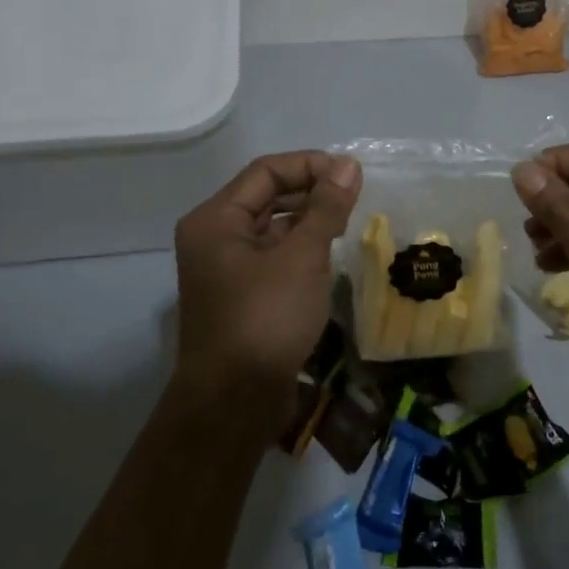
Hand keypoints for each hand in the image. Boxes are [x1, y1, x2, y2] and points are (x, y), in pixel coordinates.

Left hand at [173, 151, 359, 417]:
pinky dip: (301, 250)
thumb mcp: (302, 257)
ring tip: (347, 224)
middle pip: (266, 197)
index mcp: (215, 219)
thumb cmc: (266, 319)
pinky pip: (273, 257)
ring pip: (272, 228)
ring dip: (308, 221)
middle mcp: (214, 237)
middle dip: (311, 192)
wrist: (235, 402)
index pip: (266, 172)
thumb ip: (326, 207)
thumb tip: (348, 165)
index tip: (352, 175)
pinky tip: (329, 256)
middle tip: (354, 200)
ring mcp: (225, 269)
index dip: (311, 165)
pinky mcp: (241, 296)